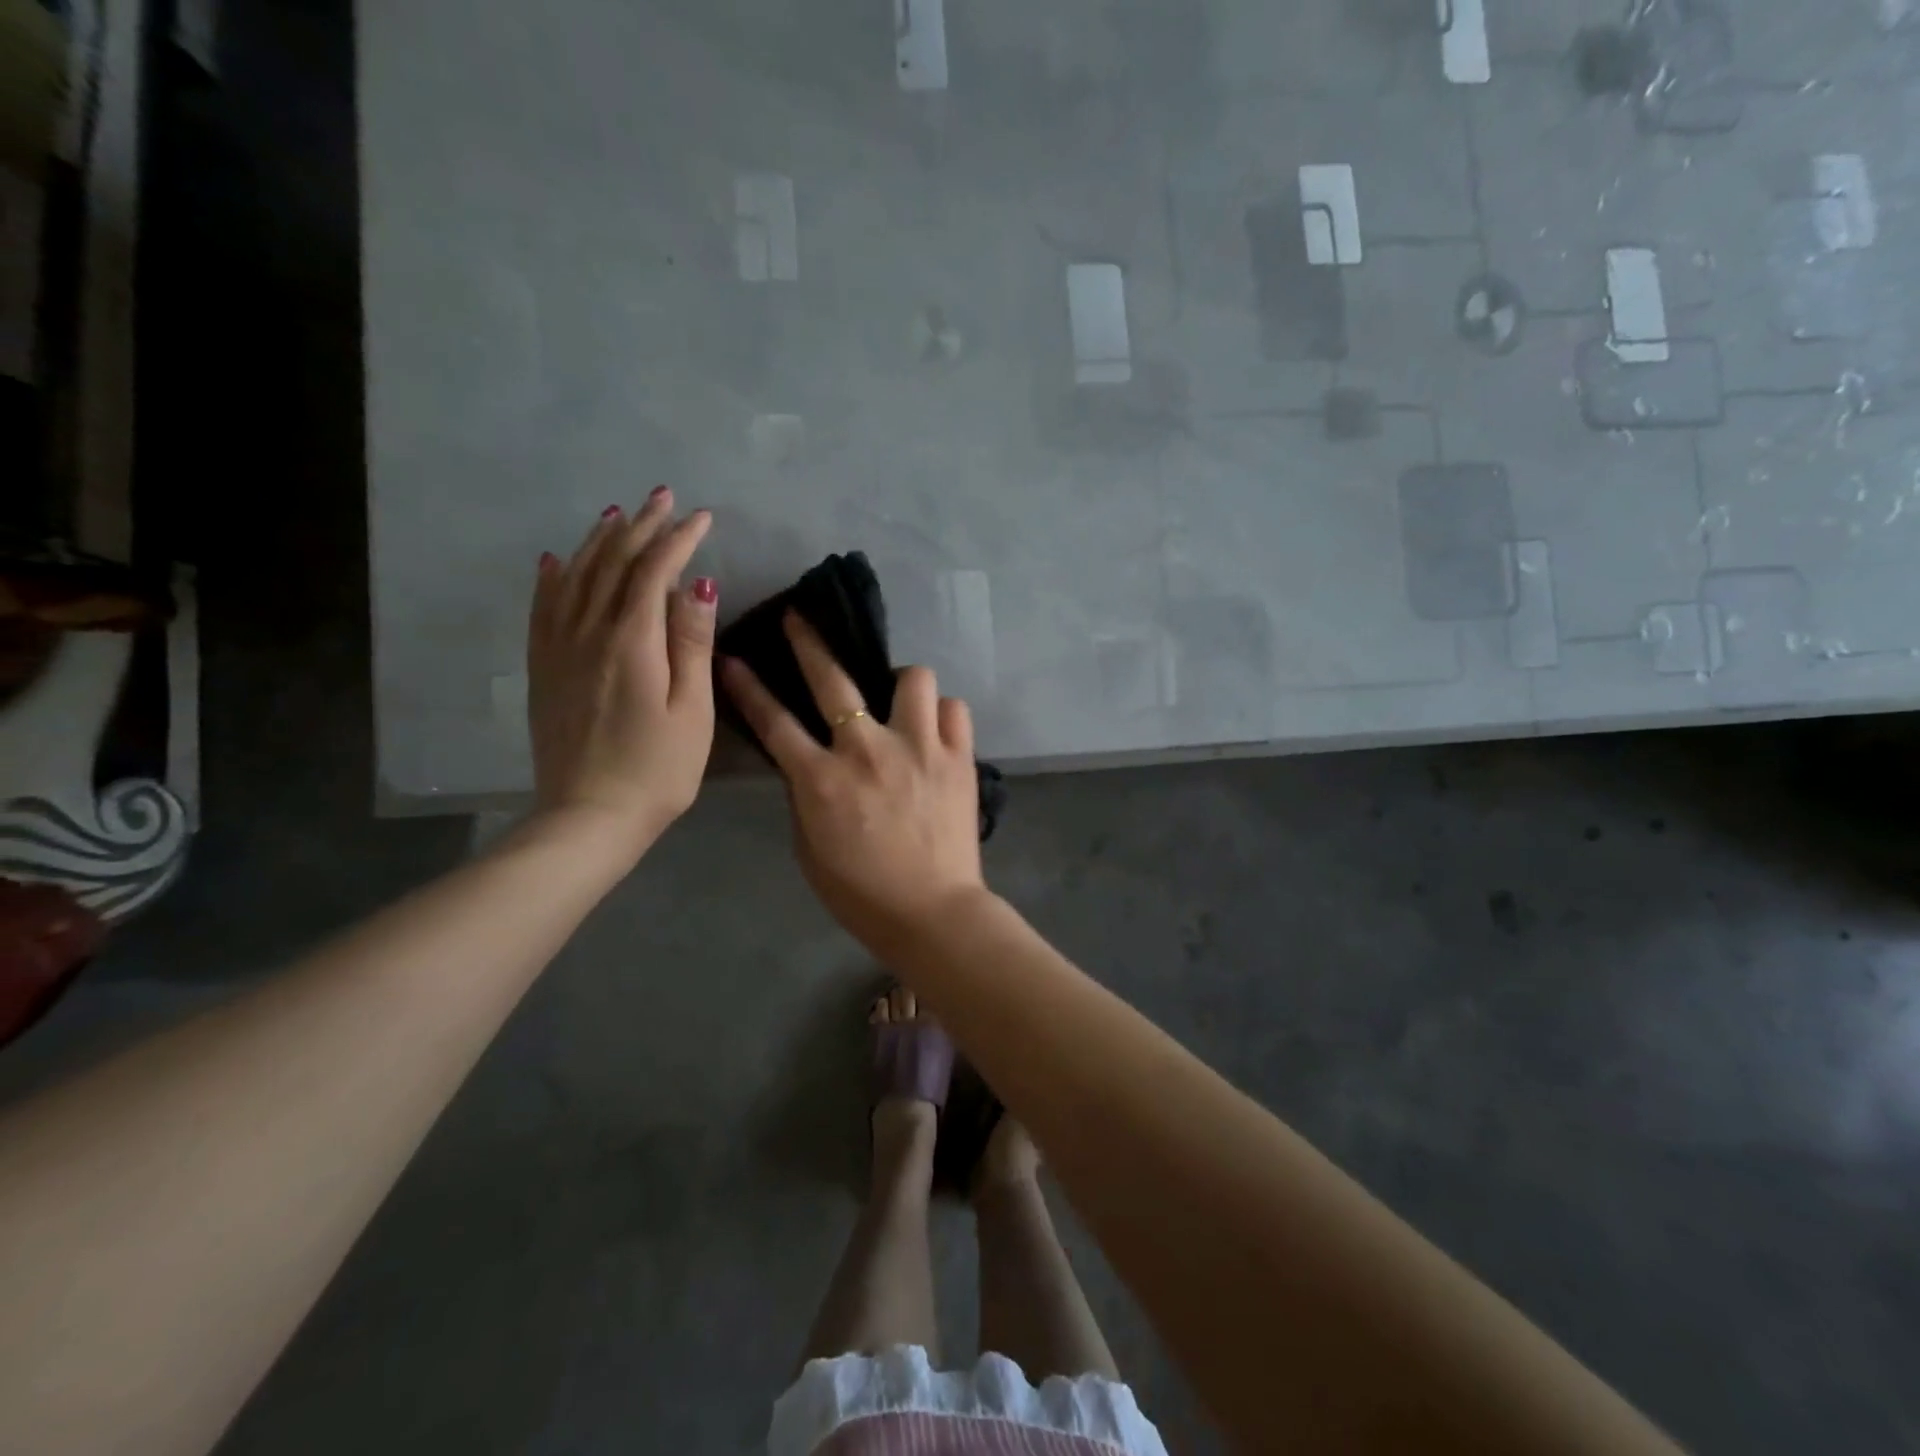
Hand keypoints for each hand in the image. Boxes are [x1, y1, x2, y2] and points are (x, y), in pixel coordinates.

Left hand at [527, 488, 716, 857]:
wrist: (590, 816)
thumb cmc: (658, 769)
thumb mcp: (692, 710)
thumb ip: (692, 644)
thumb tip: (699, 584)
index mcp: (631, 642)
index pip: (654, 572)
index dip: (678, 539)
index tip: (702, 516)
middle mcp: (588, 633)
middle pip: (613, 565)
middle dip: (641, 527)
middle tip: (662, 498)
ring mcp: (559, 650)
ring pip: (576, 578)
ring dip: (598, 542)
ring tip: (617, 516)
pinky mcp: (544, 669)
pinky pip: (543, 609)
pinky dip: (552, 578)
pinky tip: (555, 561)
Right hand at [720, 614, 987, 950]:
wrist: (932, 913)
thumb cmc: (861, 892)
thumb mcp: (810, 848)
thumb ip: (806, 796)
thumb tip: (809, 761)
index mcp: (822, 780)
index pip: (775, 722)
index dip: (749, 687)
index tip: (734, 658)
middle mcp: (868, 750)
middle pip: (833, 679)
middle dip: (809, 642)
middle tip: (800, 621)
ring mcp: (919, 748)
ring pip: (913, 677)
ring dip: (901, 684)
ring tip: (899, 703)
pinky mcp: (958, 757)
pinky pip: (953, 709)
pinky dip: (942, 715)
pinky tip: (935, 732)